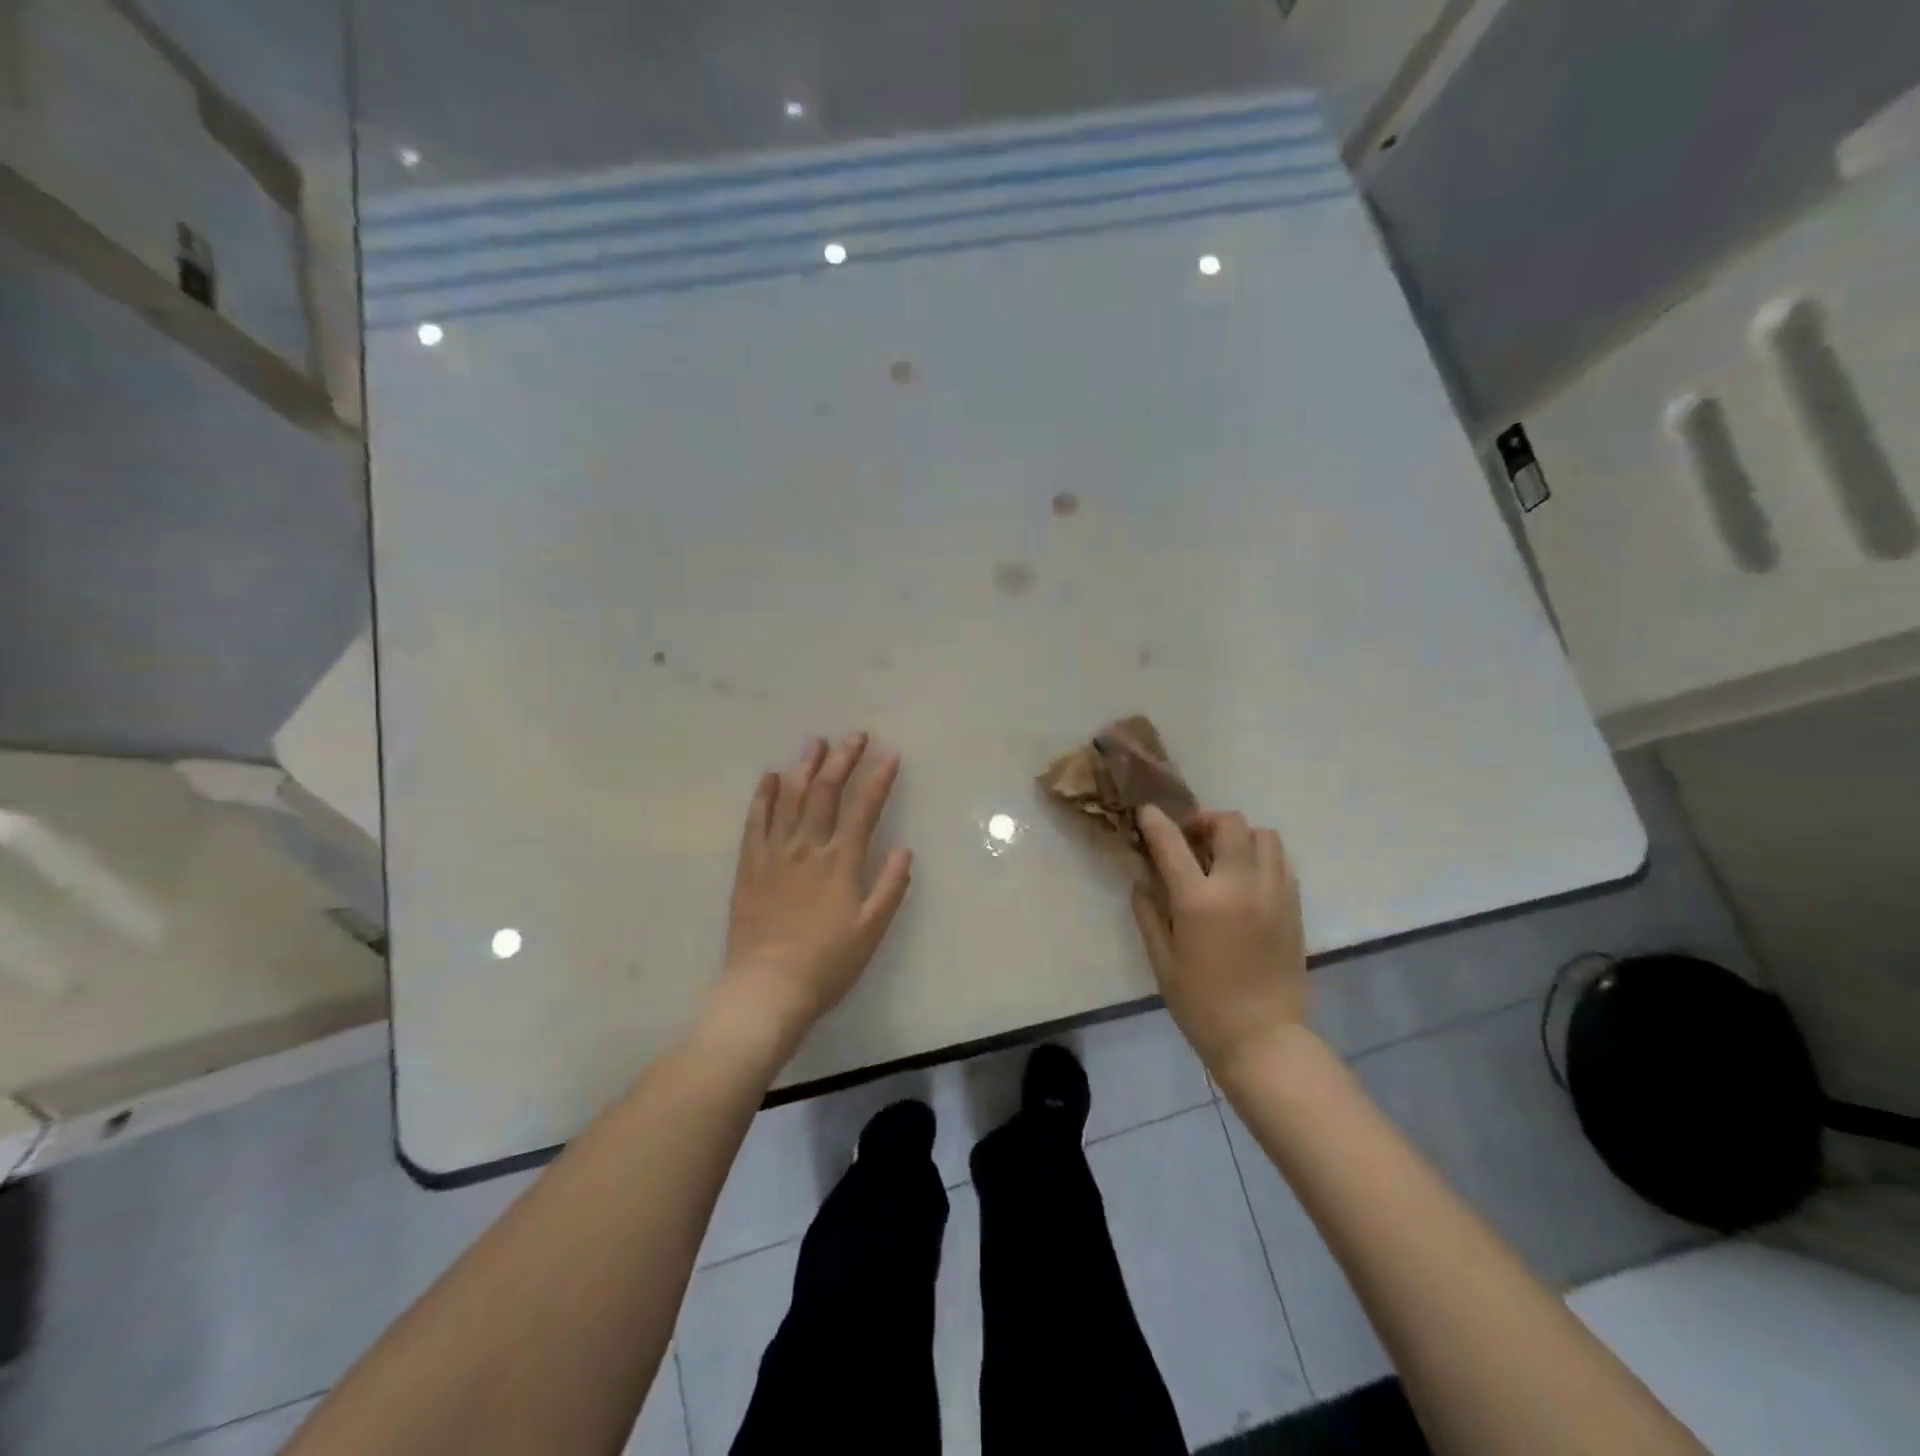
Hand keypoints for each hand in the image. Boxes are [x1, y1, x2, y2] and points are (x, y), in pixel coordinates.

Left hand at [710, 733, 912, 1058]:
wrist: (767, 988)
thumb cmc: (827, 963)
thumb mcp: (871, 930)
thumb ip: (890, 887)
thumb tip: (905, 848)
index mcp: (842, 862)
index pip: (864, 808)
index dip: (879, 779)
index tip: (890, 755)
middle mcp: (808, 847)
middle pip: (825, 792)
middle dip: (843, 760)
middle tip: (854, 736)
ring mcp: (775, 853)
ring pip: (790, 798)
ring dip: (805, 767)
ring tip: (816, 742)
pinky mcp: (750, 866)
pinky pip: (755, 822)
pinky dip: (764, 796)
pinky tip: (770, 777)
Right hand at [1130, 805, 1307, 1074]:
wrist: (1264, 1040)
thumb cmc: (1202, 1006)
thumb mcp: (1162, 962)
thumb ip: (1149, 913)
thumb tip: (1143, 879)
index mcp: (1199, 901)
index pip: (1172, 843)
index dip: (1156, 822)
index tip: (1147, 812)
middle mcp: (1240, 887)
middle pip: (1230, 824)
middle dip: (1206, 821)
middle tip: (1192, 839)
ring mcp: (1274, 894)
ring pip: (1265, 836)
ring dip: (1240, 836)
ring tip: (1223, 857)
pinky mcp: (1294, 907)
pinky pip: (1281, 863)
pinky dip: (1262, 858)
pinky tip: (1247, 880)